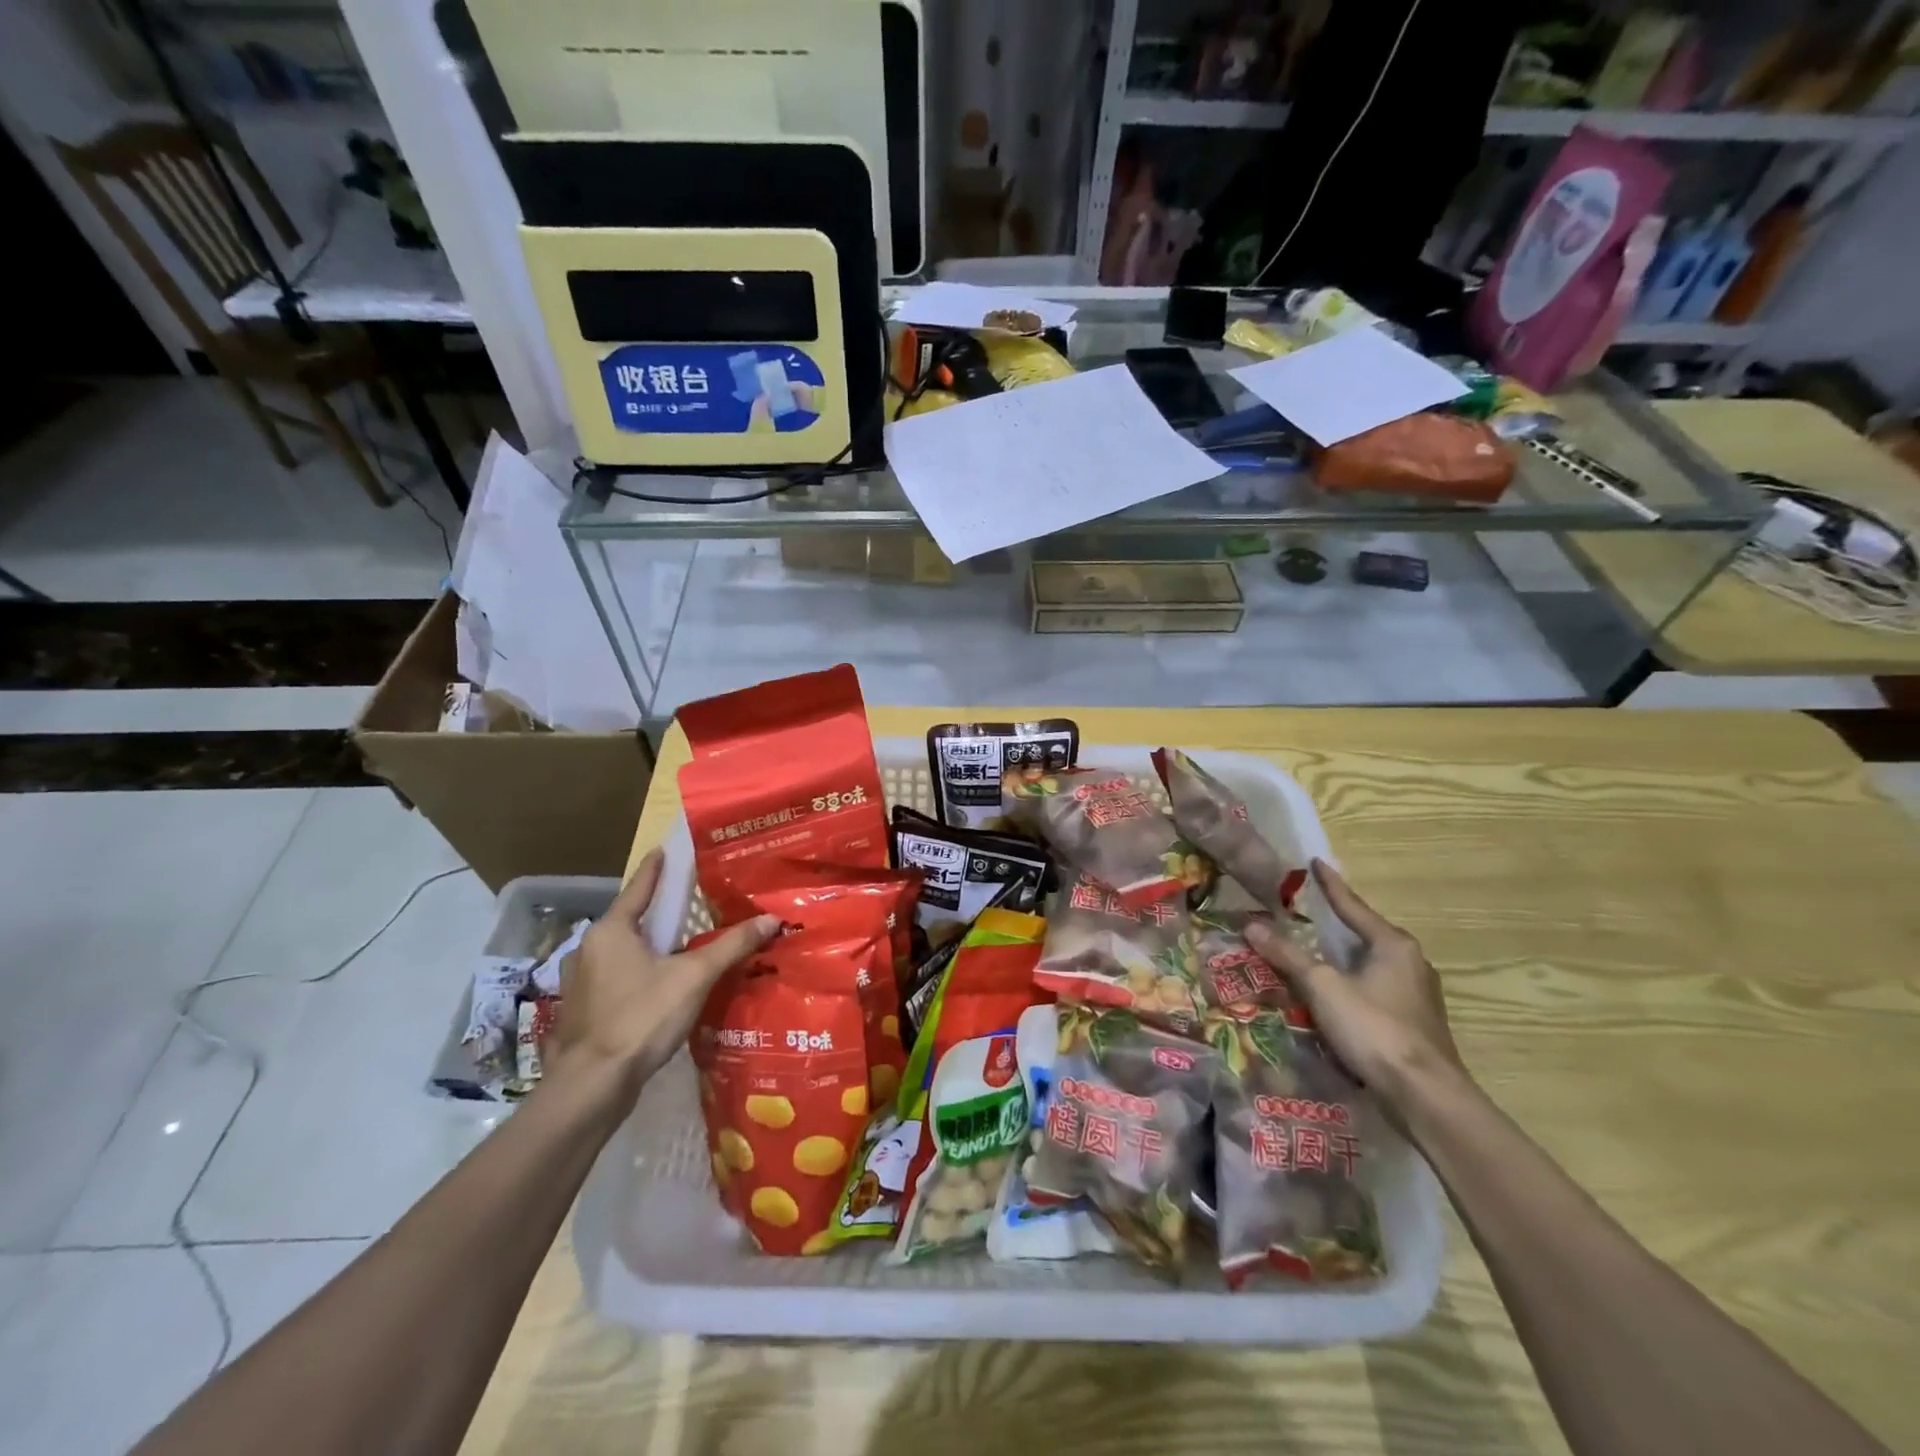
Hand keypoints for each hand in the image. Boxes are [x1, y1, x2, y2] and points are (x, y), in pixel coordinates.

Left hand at [548, 849, 778, 1111]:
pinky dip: (642, 971)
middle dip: (659, 910)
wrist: (592, 1085)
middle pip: (631, 919)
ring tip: (681, 942)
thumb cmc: (641, 1017)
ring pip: (625, 951)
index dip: (656, 867)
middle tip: (688, 899)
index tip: (664, 848)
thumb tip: (771, 919)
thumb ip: (732, 945)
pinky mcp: (586, 1009)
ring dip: (650, 944)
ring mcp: (583, 981)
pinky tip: (663, 983)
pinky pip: (620, 976)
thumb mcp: (694, 976)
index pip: (639, 887)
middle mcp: (591, 948)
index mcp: (612, 930)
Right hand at [1244, 859, 1465, 1118]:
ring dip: (1341, 959)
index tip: (1315, 862)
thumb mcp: (1323, 986)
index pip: (1352, 905)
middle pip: (1364, 935)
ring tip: (1310, 953)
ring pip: (1369, 965)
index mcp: (1393, 944)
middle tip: (1303, 913)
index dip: (1330, 884)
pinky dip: (1350, 985)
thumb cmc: (1374, 1028)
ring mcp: (1416, 995)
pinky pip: (1374, 991)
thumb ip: (1287, 955)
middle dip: (1334, 925)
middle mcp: (1411, 963)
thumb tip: (1251, 924)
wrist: (1424, 1096)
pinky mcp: (1414, 1024)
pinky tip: (1331, 995)